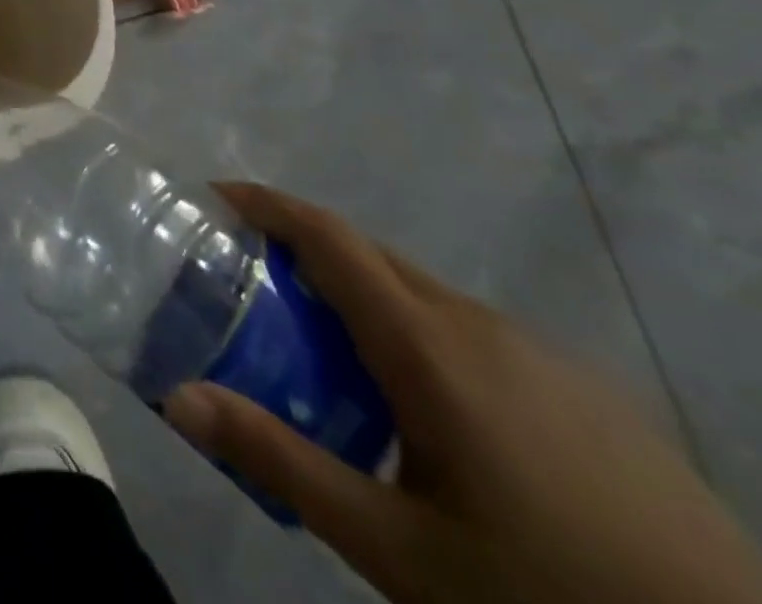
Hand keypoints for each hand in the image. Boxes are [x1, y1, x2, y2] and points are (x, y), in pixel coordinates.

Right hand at [164, 184, 761, 603]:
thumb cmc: (542, 591)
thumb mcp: (394, 549)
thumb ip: (281, 463)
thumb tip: (178, 398)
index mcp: (426, 343)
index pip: (328, 236)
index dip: (267, 204)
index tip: (215, 197)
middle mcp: (478, 324)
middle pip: (369, 257)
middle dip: (301, 252)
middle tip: (249, 284)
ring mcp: (540, 354)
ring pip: (422, 295)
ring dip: (359, 298)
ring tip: (326, 354)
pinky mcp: (583, 390)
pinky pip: (470, 332)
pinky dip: (416, 334)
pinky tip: (425, 413)